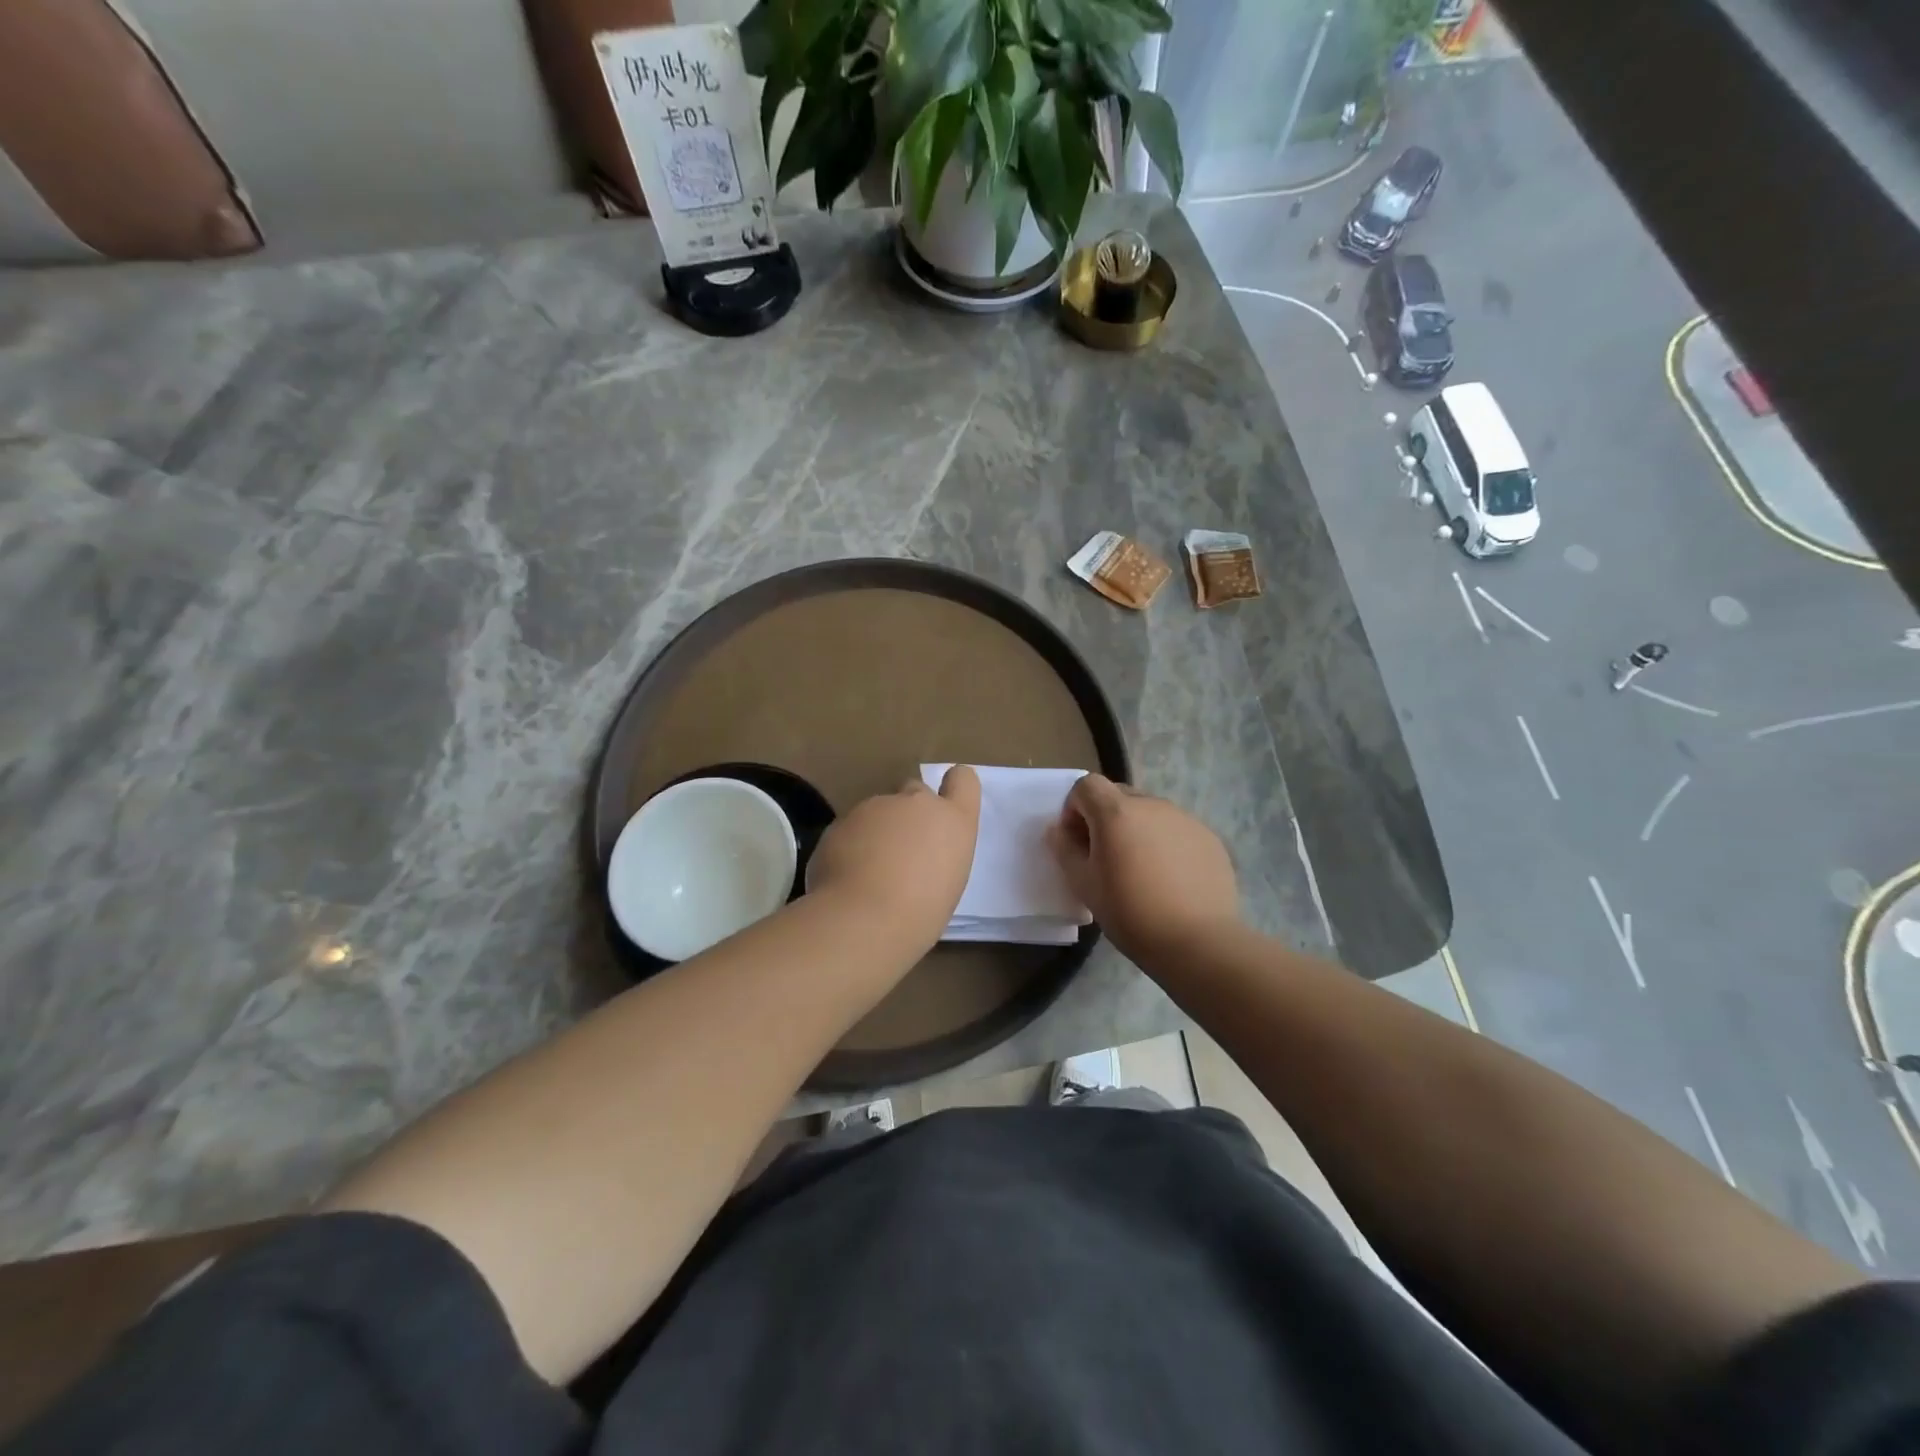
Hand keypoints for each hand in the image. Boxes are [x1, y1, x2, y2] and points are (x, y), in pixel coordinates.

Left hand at [808, 765, 981, 950]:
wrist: (865, 918)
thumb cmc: (921, 913)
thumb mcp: (948, 882)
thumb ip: (937, 854)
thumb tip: (917, 856)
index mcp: (954, 820)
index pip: (963, 779)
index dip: (953, 788)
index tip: (943, 809)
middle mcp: (917, 802)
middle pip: (915, 790)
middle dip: (908, 812)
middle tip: (901, 851)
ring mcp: (877, 806)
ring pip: (878, 811)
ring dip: (876, 831)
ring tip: (868, 872)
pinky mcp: (843, 819)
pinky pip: (850, 828)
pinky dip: (849, 845)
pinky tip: (846, 876)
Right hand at [1046, 775, 1239, 964]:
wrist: (1198, 942)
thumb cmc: (1131, 913)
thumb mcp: (1084, 885)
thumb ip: (1065, 849)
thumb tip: (1059, 830)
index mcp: (1116, 812)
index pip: (1087, 785)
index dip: (1075, 808)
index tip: (1078, 841)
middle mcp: (1152, 805)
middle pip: (1119, 795)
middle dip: (1105, 818)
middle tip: (1106, 857)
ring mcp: (1185, 819)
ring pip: (1149, 813)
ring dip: (1137, 830)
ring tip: (1141, 871)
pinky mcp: (1209, 837)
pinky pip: (1176, 830)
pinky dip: (1165, 844)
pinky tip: (1170, 880)